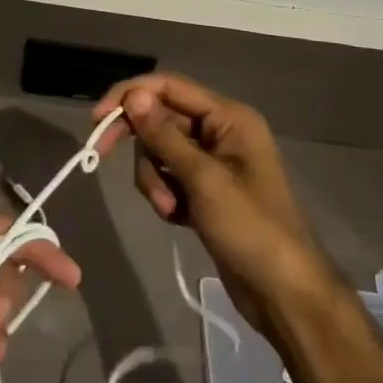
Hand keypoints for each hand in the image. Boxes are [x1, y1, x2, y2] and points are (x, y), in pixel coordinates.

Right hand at [94, 73, 336, 341]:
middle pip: (161, 119)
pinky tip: (177, 218)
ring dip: (154, 178)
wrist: (284, 294)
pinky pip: (169, 177)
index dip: (131, 96)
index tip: (98, 118)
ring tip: (169, 209)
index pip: (169, 87)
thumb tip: (134, 96)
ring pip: (160, 151)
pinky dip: (165, 194)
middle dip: (142, 145)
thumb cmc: (251, 229)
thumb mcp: (204, 180)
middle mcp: (220, 132)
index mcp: (229, 118)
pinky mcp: (205, 192)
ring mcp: (213, 163)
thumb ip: (165, 136)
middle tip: (101, 154)